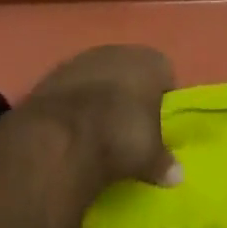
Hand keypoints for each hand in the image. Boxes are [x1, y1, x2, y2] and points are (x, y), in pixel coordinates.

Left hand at [22, 45, 181, 194]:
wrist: (59, 137)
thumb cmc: (120, 137)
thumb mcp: (150, 157)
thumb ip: (164, 163)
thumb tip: (176, 176)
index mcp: (149, 61)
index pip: (165, 74)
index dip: (162, 98)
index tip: (158, 123)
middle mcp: (116, 51)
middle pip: (129, 71)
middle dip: (129, 95)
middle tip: (129, 126)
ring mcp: (79, 60)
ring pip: (97, 77)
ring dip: (97, 98)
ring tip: (97, 130)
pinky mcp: (49, 75)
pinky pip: (70, 89)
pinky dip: (72, 105)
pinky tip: (70, 129)